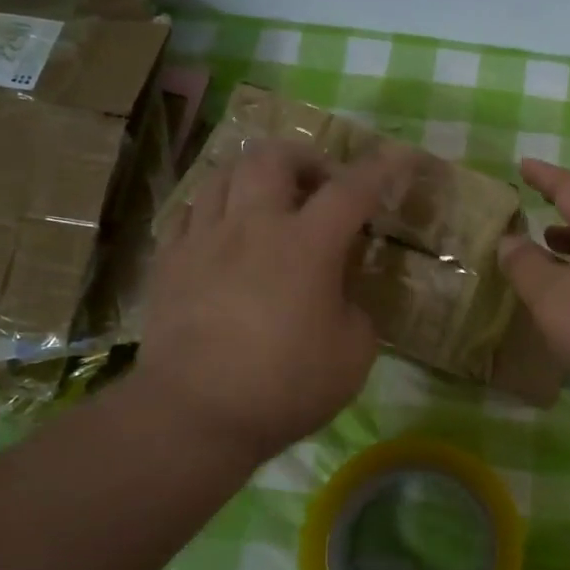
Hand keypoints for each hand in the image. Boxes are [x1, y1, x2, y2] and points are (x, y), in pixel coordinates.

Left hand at [129, 140, 409, 469]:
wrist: (195, 415)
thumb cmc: (285, 387)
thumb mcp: (353, 355)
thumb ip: (356, 310)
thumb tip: (340, 294)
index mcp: (307, 245)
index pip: (352, 190)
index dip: (381, 168)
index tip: (400, 154)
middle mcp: (253, 226)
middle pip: (273, 158)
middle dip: (304, 158)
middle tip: (318, 184)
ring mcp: (204, 239)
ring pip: (224, 173)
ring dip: (255, 175)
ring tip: (268, 200)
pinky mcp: (169, 261)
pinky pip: (190, 210)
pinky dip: (215, 207)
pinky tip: (223, 230)